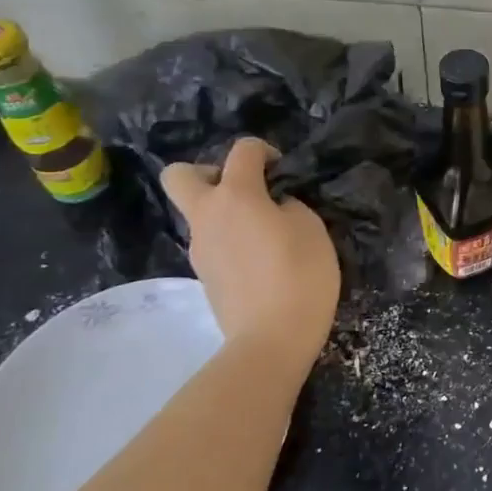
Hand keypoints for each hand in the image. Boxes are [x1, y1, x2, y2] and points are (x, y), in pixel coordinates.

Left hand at [160, 139, 338, 371]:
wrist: (271, 340)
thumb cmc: (299, 275)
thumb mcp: (311, 228)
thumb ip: (289, 206)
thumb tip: (274, 208)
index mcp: (235, 195)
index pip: (242, 150)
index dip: (264, 151)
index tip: (283, 172)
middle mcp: (207, 215)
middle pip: (180, 175)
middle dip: (208, 172)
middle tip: (243, 191)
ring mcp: (200, 249)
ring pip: (199, 214)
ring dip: (224, 213)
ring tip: (263, 234)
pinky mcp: (204, 276)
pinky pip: (212, 244)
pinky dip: (230, 242)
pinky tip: (260, 262)